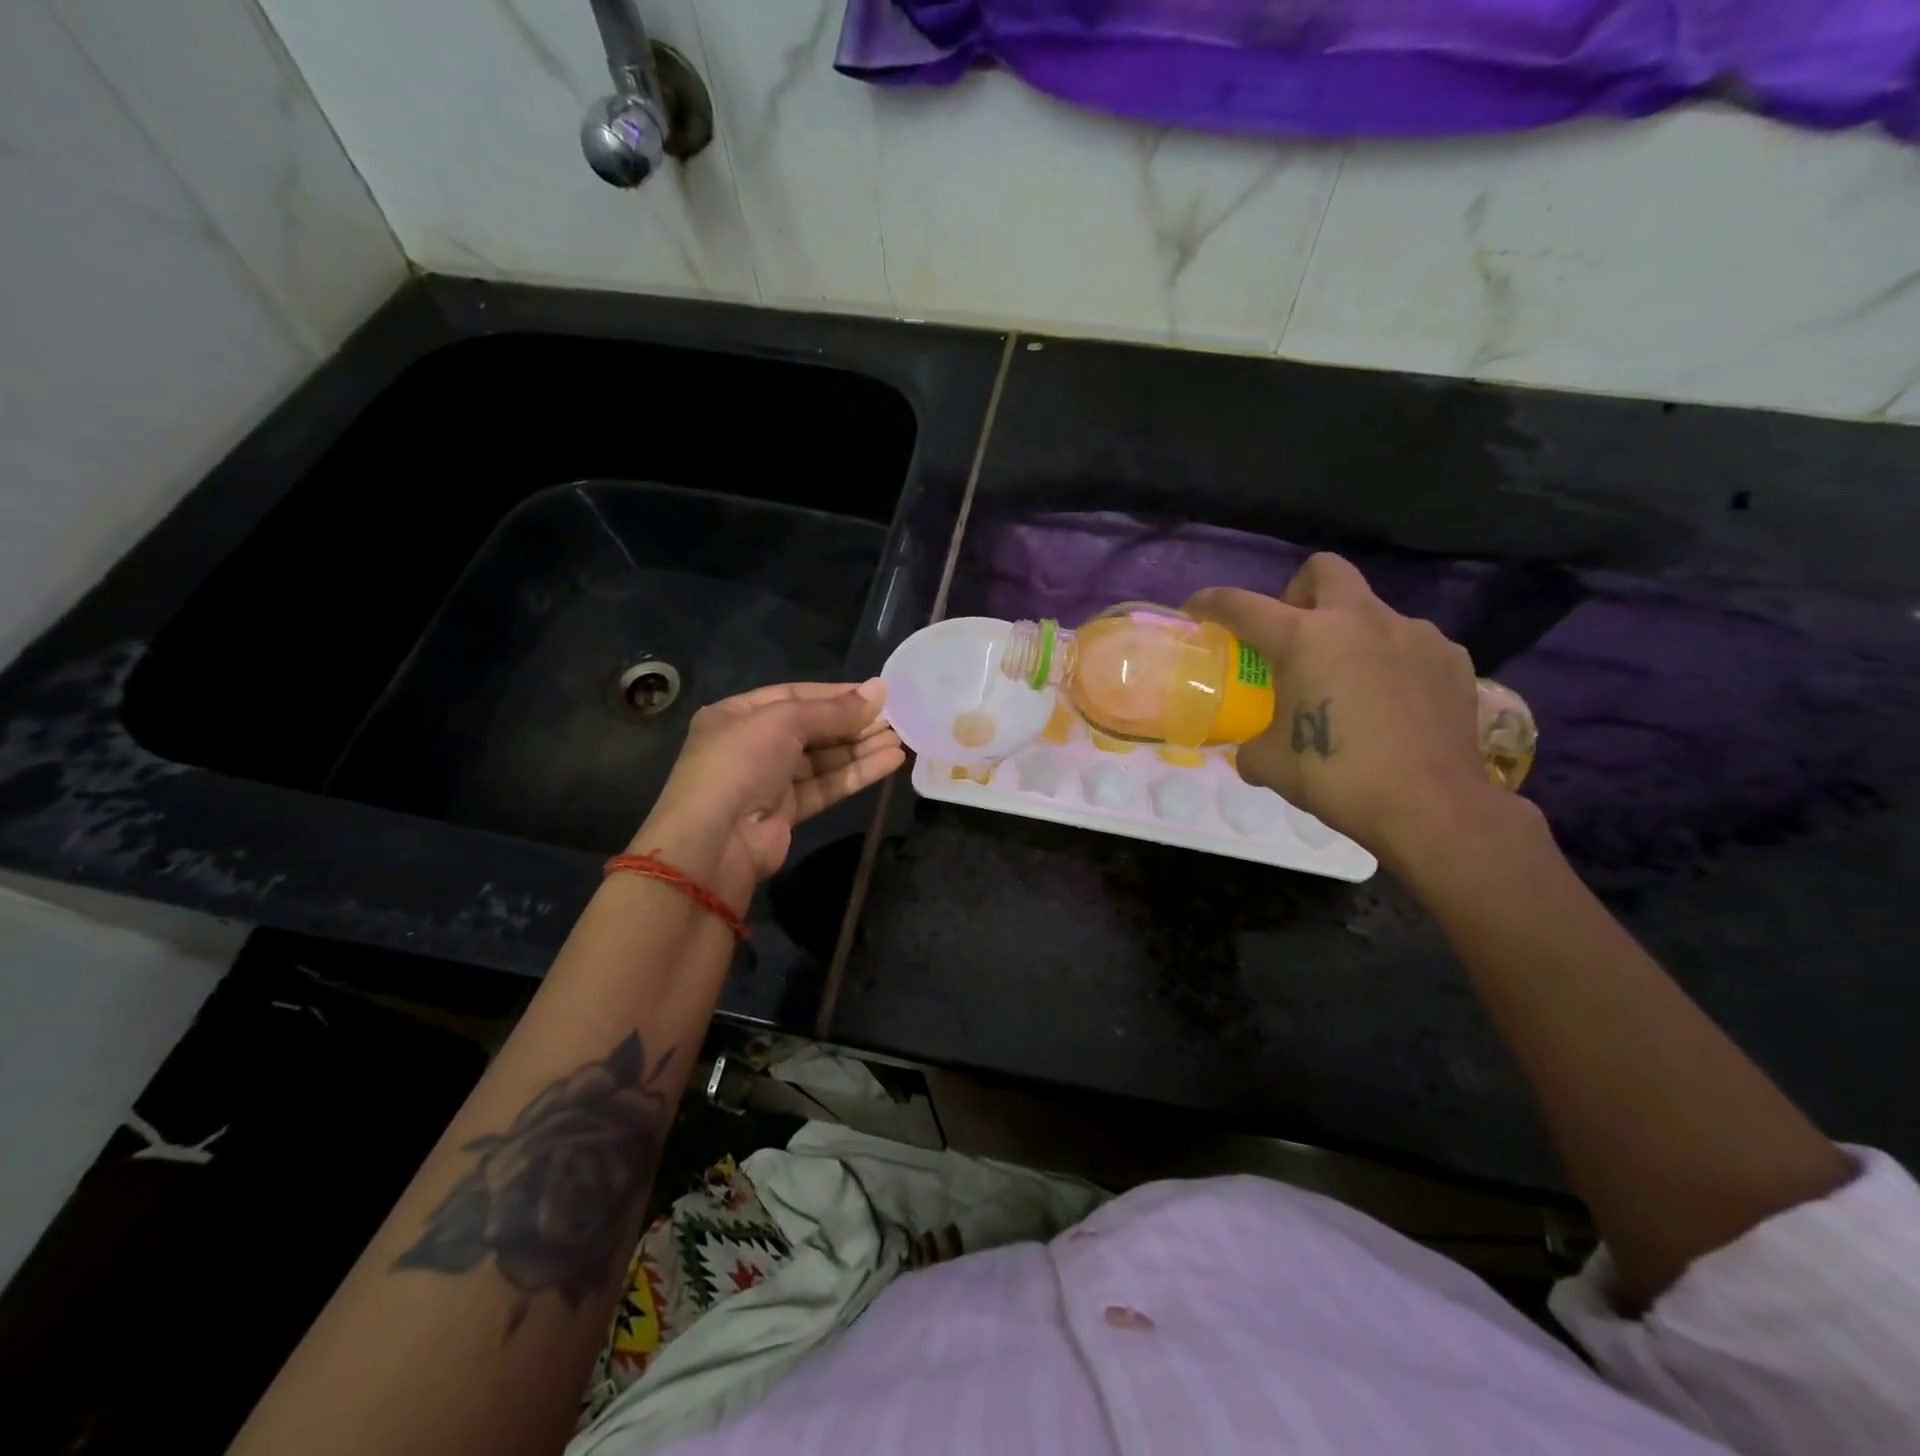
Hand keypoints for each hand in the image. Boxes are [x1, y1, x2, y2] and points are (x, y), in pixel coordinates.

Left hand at [634, 680, 903, 907]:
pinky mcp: (786, 812)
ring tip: (901, 740)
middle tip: (896, 719)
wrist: (714, 842)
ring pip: (823, 759)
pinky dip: (856, 774)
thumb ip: (833, 709)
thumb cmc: (740, 764)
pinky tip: (889, 762)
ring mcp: (769, 781)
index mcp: (737, 715)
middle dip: (853, 723)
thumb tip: (880, 690)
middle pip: (812, 728)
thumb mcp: (783, 722)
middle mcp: (752, 745)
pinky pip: (826, 785)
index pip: (795, 695)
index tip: (877, 694)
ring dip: (861, 749)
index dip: (836, 694)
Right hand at [1187, 555, 1500, 870]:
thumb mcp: (1270, 763)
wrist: (1431, 806)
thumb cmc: (1337, 777)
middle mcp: (1360, 620)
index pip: (1243, 605)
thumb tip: (1253, 745)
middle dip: (1298, 592)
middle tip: (1293, 635)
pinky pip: (1409, 643)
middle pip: (1323, 570)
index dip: (1212, 603)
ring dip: (1349, 634)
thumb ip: (1252, 742)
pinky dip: (1391, 661)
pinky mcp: (1451, 658)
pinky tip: (1391, 701)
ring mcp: (1412, 634)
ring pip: (1371, 611)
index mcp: (1306, 638)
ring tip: (1348, 682)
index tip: (1196, 609)